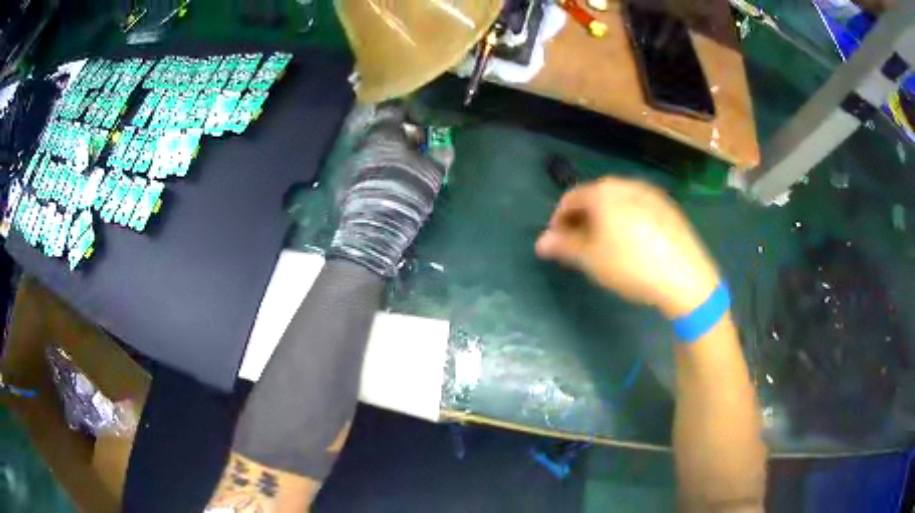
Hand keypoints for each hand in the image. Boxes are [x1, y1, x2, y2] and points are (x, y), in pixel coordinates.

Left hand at [329, 104, 444, 276]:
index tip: (417, 119)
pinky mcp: (346, 183)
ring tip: (400, 168)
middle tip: (413, 147)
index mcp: (385, 134)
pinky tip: (385, 184)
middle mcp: (365, 143)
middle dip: (397, 137)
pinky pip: (365, 170)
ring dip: (386, 156)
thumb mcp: (432, 173)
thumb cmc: (407, 190)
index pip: (393, 111)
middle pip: (382, 132)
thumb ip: (440, 156)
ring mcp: (353, 163)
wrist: (375, 225)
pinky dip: (375, 172)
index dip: (406, 113)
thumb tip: (446, 148)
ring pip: (372, 151)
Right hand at [535, 176, 719, 318]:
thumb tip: (540, 242)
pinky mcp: (669, 207)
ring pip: (618, 203)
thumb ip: (563, 246)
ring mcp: (651, 194)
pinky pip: (639, 209)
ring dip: (605, 220)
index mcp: (603, 192)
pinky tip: (635, 245)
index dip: (558, 220)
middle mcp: (626, 184)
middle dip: (583, 220)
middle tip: (581, 247)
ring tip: (607, 247)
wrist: (685, 276)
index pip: (570, 198)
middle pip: (595, 198)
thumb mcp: (591, 259)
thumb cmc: (631, 265)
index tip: (558, 243)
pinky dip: (628, 221)